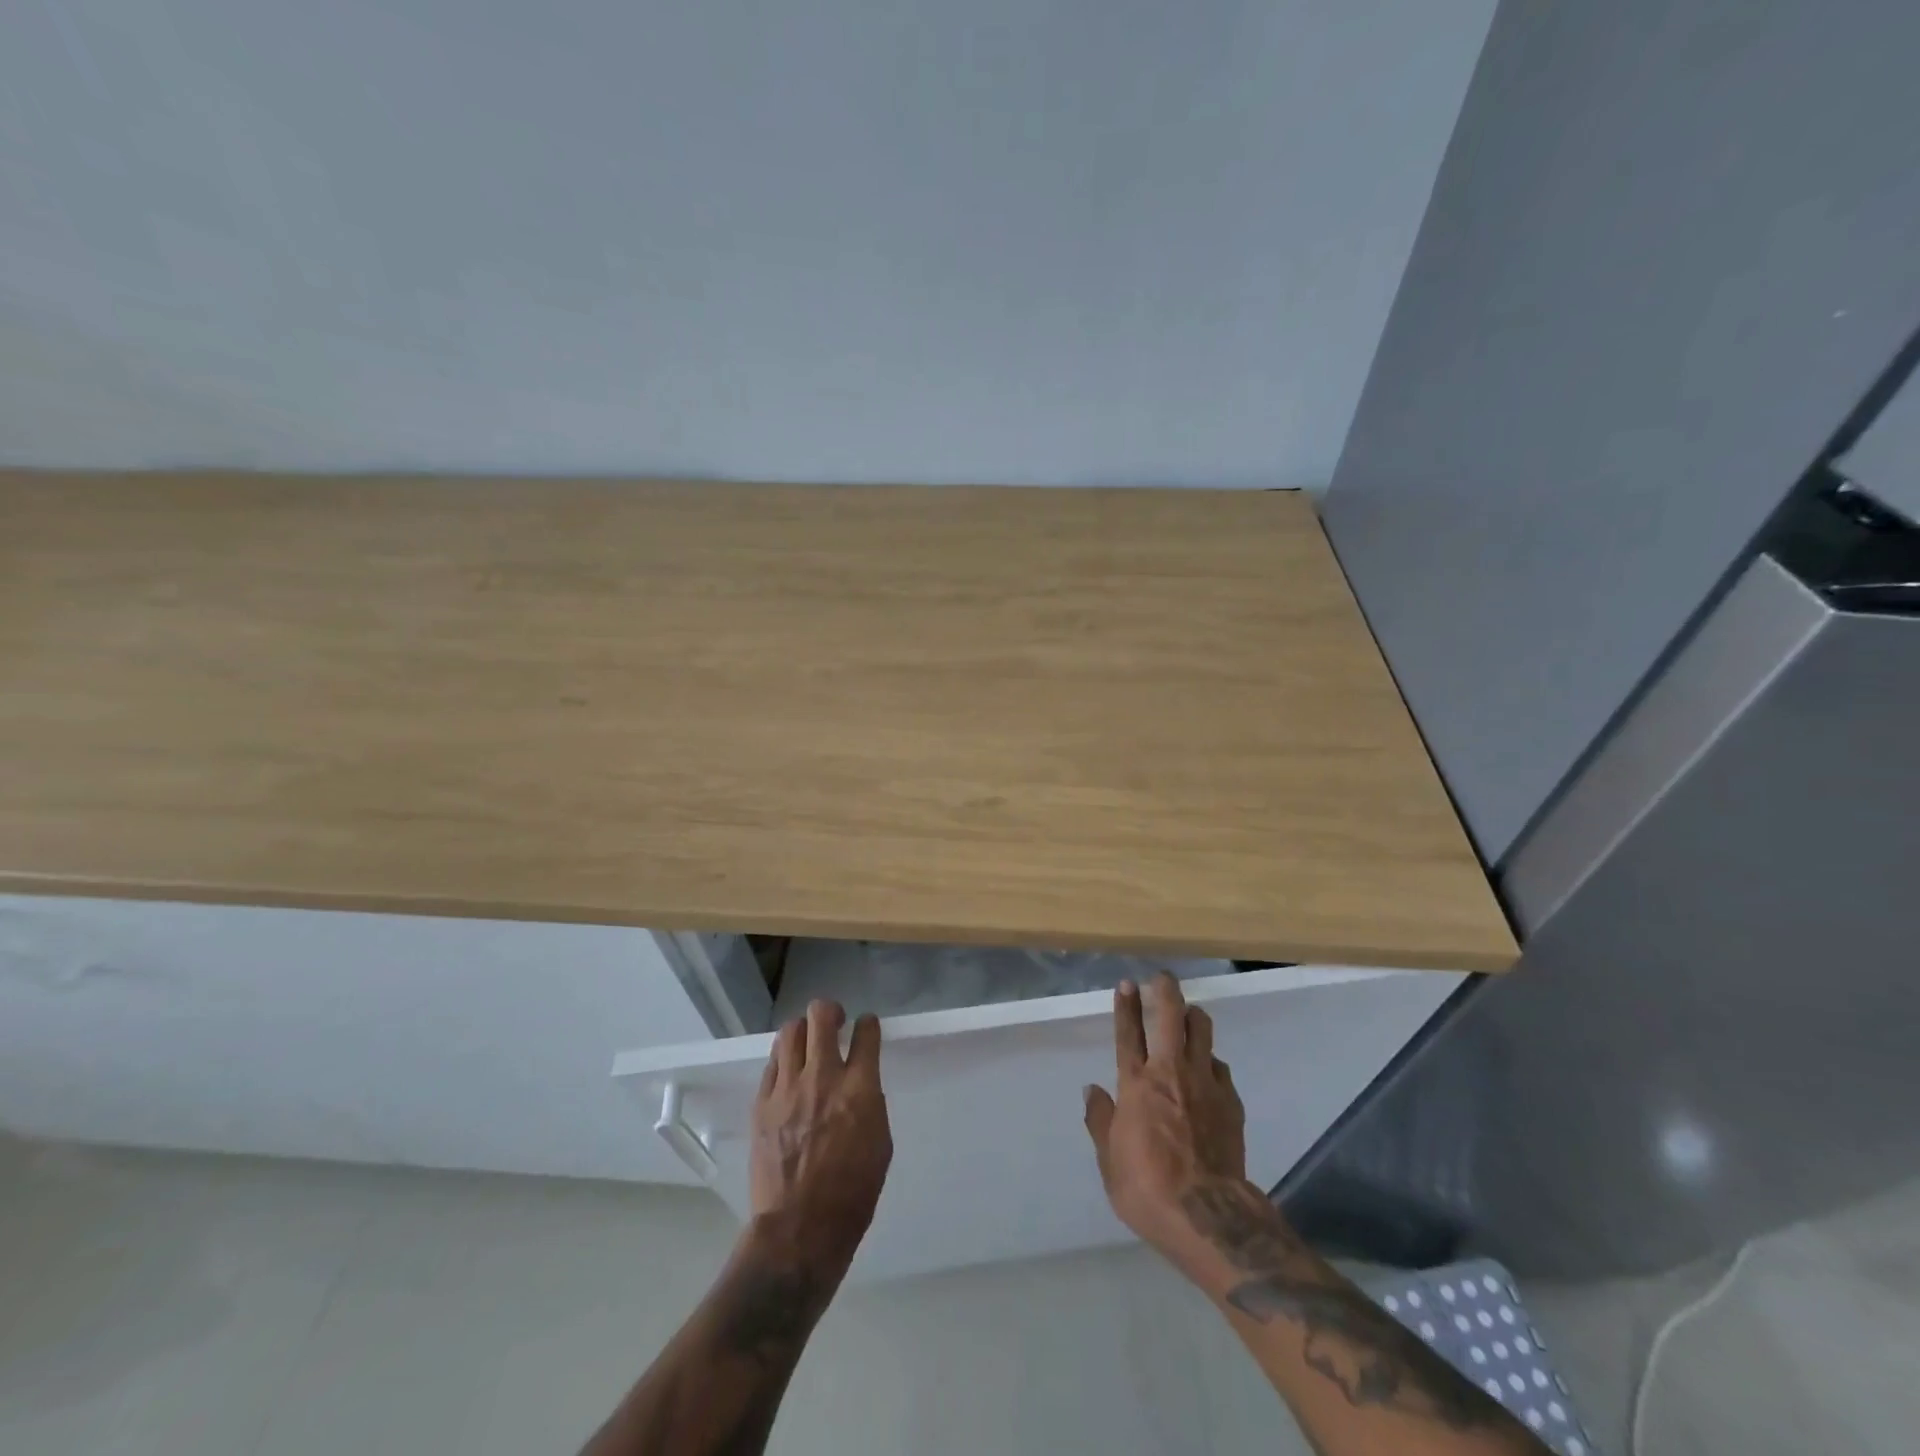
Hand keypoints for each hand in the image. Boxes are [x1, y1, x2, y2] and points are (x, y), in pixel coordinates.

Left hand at [747, 999, 891, 1279]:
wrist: (799, 1231)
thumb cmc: (852, 1194)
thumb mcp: (880, 1143)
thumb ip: (870, 1102)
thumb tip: (860, 1083)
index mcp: (859, 1089)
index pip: (866, 1032)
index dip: (868, 1025)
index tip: (866, 1029)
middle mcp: (822, 1078)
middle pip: (821, 1016)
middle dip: (830, 1011)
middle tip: (834, 1023)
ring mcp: (787, 1089)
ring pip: (790, 1031)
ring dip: (804, 1031)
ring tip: (808, 1044)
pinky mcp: (762, 1104)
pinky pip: (772, 1064)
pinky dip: (783, 1060)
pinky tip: (789, 1074)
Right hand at [1083, 973, 1248, 1274]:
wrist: (1207, 1215)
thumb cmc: (1147, 1188)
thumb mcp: (1110, 1161)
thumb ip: (1101, 1121)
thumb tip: (1093, 1091)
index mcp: (1136, 1084)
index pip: (1128, 1032)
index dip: (1126, 1005)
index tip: (1127, 983)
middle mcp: (1170, 1072)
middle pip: (1171, 1016)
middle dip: (1166, 991)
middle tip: (1163, 979)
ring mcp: (1204, 1083)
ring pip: (1202, 1031)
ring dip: (1193, 1018)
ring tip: (1189, 1017)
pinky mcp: (1230, 1101)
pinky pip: (1219, 1066)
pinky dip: (1210, 1061)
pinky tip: (1207, 1072)